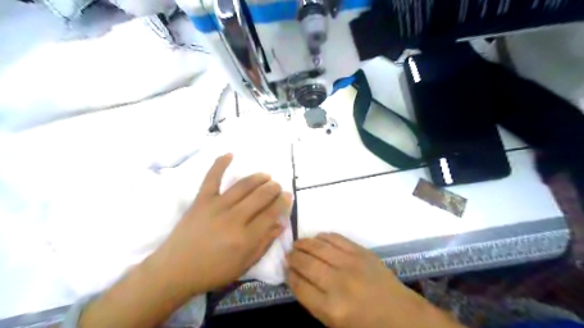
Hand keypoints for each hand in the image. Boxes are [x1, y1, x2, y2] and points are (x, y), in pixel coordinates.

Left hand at [152, 154, 293, 294]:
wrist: (175, 271)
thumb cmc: (212, 272)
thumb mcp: (244, 265)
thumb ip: (264, 243)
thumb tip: (280, 224)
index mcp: (246, 238)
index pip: (272, 213)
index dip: (283, 202)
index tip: (288, 196)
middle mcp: (234, 219)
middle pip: (261, 196)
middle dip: (274, 188)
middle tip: (277, 186)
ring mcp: (216, 206)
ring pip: (243, 185)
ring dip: (258, 178)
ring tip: (266, 176)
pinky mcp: (201, 200)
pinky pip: (212, 178)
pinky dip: (220, 164)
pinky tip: (230, 154)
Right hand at [288, 233, 465, 327]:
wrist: (400, 314)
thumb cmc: (365, 324)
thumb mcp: (335, 323)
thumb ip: (313, 301)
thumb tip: (296, 277)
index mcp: (330, 308)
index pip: (299, 286)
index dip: (289, 276)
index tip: (286, 270)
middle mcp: (338, 283)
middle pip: (306, 264)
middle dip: (293, 258)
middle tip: (289, 255)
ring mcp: (351, 264)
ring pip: (318, 247)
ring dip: (304, 244)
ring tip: (297, 244)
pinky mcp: (361, 252)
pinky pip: (336, 239)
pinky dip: (323, 237)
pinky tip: (317, 239)